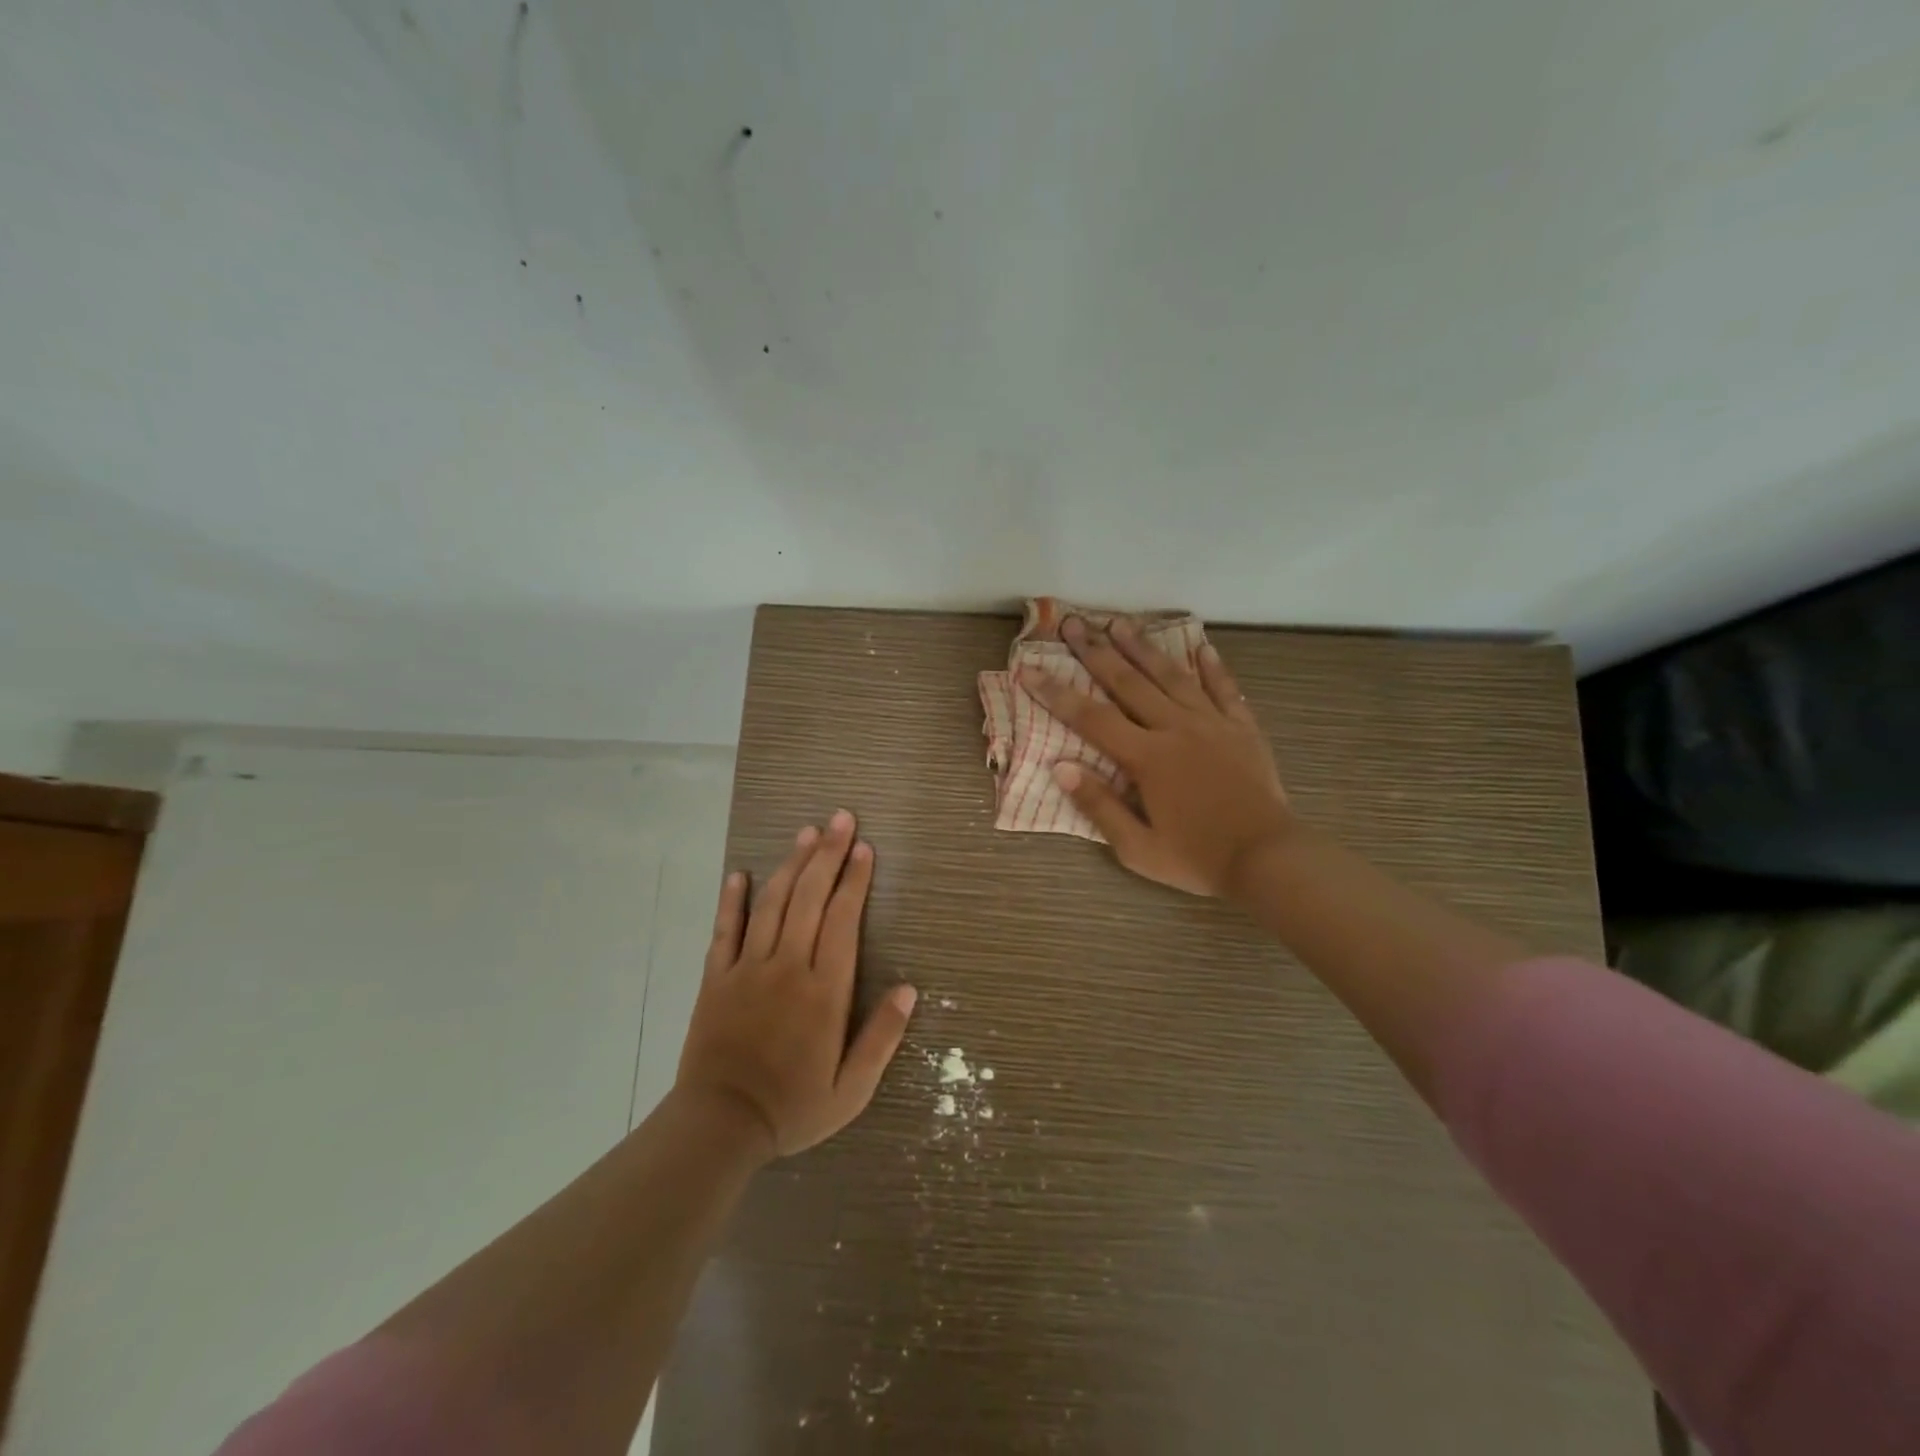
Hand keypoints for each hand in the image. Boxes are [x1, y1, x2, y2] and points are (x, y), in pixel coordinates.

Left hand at [676, 811, 916, 1159]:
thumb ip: (881, 1037)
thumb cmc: (792, 1108)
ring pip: (771, 903)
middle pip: (809, 898)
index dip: (855, 880)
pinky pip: (724, 930)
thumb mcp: (851, 1089)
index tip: (864, 849)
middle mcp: (787, 967)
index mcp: (824, 990)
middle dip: (828, 855)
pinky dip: (732, 900)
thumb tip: (909, 989)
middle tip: (841, 819)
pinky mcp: (715, 978)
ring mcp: (747, 968)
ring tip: (806, 833)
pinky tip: (739, 874)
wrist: (719, 1126)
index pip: (843, 920)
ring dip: (790, 864)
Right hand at [1020, 616, 1292, 897]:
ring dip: (1144, 647)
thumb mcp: (1137, 848)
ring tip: (1121, 622)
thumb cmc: (1197, 859)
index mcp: (1147, 758)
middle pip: (1129, 683)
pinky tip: (1201, 646)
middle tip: (1072, 623)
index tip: (1028, 669)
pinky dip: (1212, 667)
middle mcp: (1176, 729)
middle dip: (1096, 652)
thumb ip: (1098, 805)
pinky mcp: (1243, 729)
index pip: (1091, 718)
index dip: (1056, 693)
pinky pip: (1225, 689)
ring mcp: (1212, 724)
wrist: (1268, 859)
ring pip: (1172, 676)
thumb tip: (1060, 766)